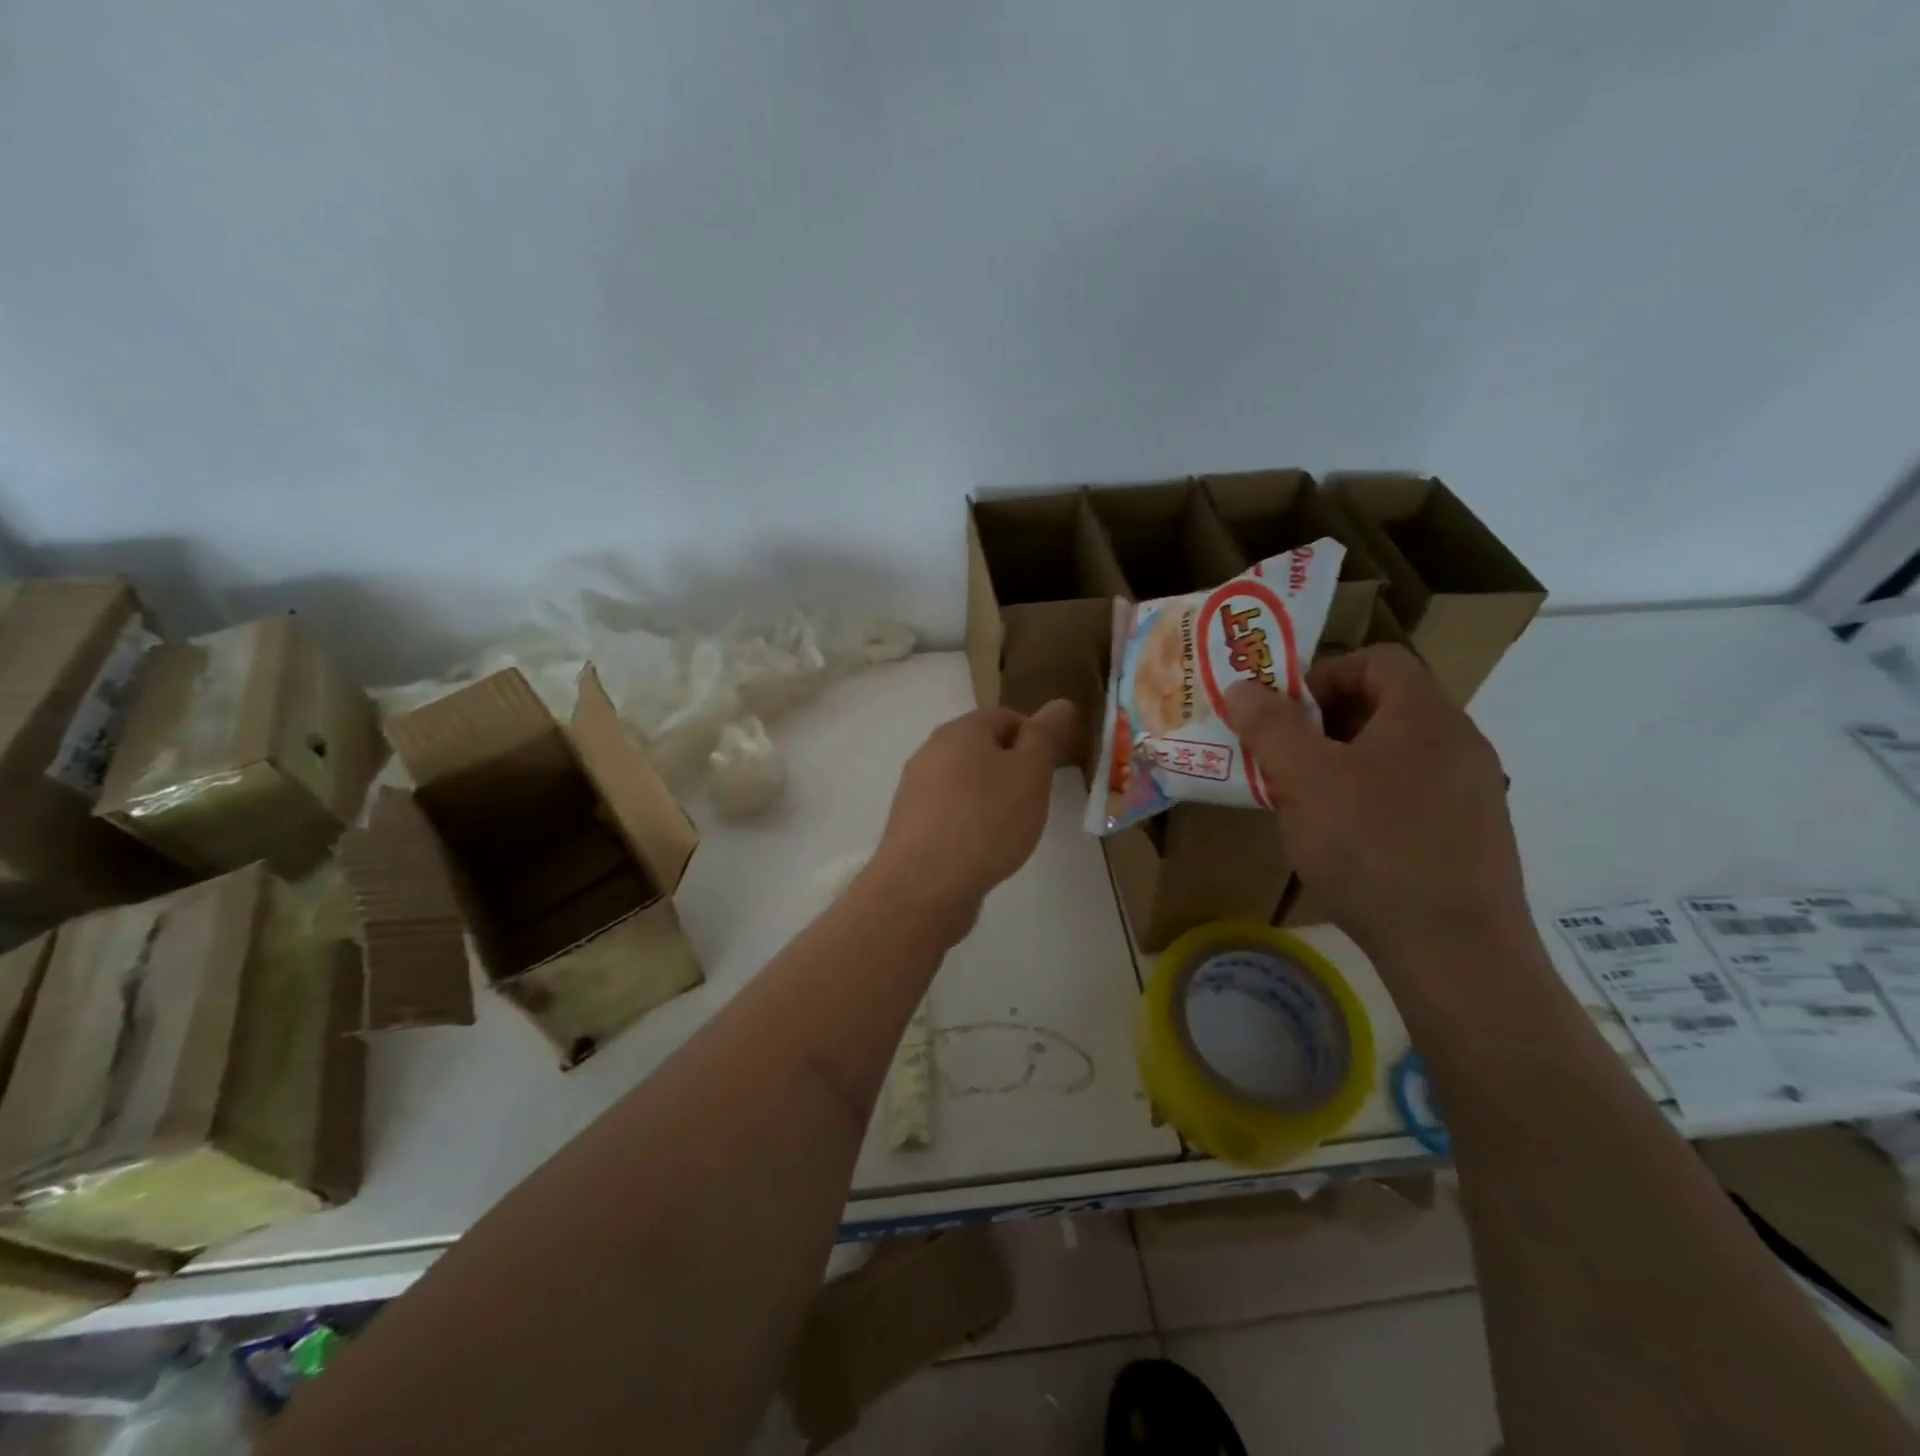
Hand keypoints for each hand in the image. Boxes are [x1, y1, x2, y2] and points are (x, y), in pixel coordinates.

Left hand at [862, 700, 1078, 939]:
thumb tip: (1060, 703)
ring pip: (964, 782)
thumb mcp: (1031, 773)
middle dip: (1012, 769)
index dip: (1035, 738)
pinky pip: (949, 812)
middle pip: (982, 749)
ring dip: (990, 798)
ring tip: (1010, 830)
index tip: (1051, 770)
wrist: (924, 885)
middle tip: (1034, 801)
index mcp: (960, 731)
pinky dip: (969, 823)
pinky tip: (981, 850)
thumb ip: (1046, 735)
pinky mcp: (910, 826)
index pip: (1006, 717)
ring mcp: (915, 790)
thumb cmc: (986, 821)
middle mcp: (930, 752)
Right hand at [1223, 646, 1531, 969]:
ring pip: (1394, 754)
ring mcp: (1473, 791)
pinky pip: (1412, 794)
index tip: (1284, 715)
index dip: (1323, 674)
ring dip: (1343, 765)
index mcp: (1425, 714)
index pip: (1377, 659)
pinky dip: (1370, 800)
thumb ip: (1269, 725)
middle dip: (1323, 725)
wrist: (1455, 950)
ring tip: (1305, 803)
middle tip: (1283, 759)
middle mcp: (1459, 742)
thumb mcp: (1304, 779)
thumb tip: (1242, 686)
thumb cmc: (1371, 847)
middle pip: (1384, 705)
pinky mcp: (1471, 835)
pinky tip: (1345, 842)